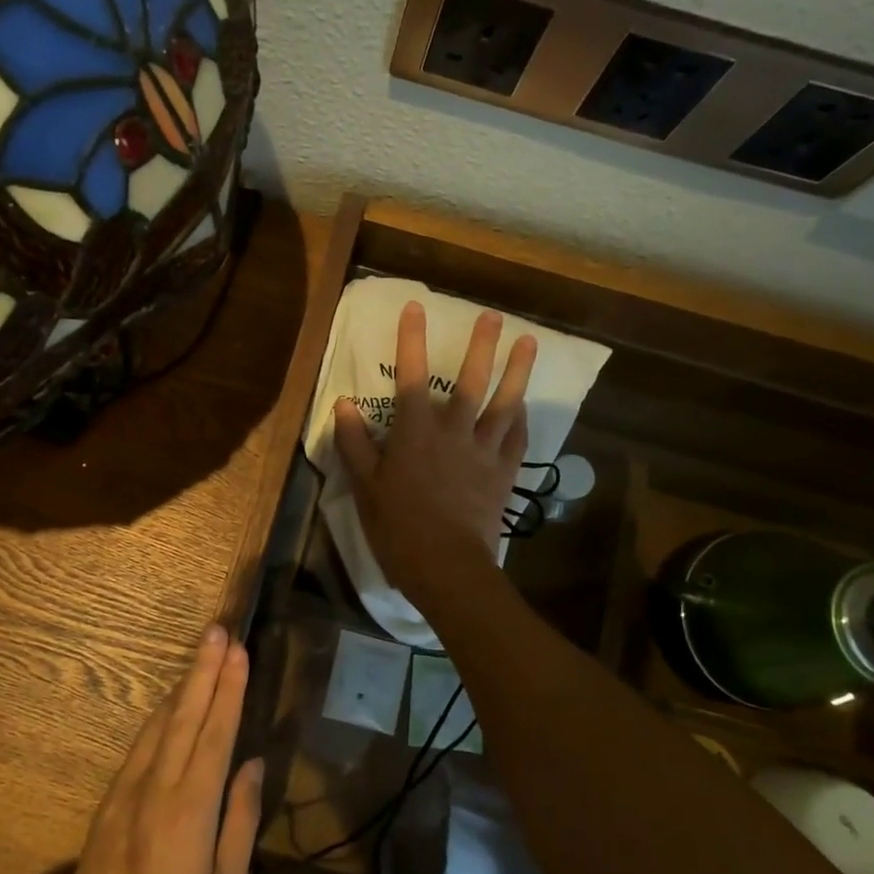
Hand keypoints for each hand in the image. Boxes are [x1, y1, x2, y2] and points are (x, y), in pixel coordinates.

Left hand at [63, 625, 262, 873]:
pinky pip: (142, 742)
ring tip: (202, 653)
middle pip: (187, 713)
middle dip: (205, 669)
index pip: (216, 731)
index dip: (229, 688)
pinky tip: (171, 701)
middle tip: (218, 631)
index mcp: (192, 805)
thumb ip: (240, 820)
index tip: (239, 651)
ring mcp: (131, 787)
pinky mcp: (112, 797)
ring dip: (184, 684)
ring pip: (162, 722)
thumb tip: (251, 763)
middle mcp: (160, 784)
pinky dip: (161, 714)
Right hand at [333, 302, 536, 606]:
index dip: (412, 339)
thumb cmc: (398, 526)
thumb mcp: (365, 486)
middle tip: (494, 316)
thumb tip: (344, 404)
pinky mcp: (503, 474)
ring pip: (505, 403)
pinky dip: (521, 418)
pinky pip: (517, 439)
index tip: (416, 307)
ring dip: (517, 372)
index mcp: (415, 432)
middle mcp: (453, 432)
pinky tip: (524, 405)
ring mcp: (484, 452)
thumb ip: (354, 443)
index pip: (412, 375)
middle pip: (471, 381)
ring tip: (529, 343)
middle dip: (482, 346)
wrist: (446, 566)